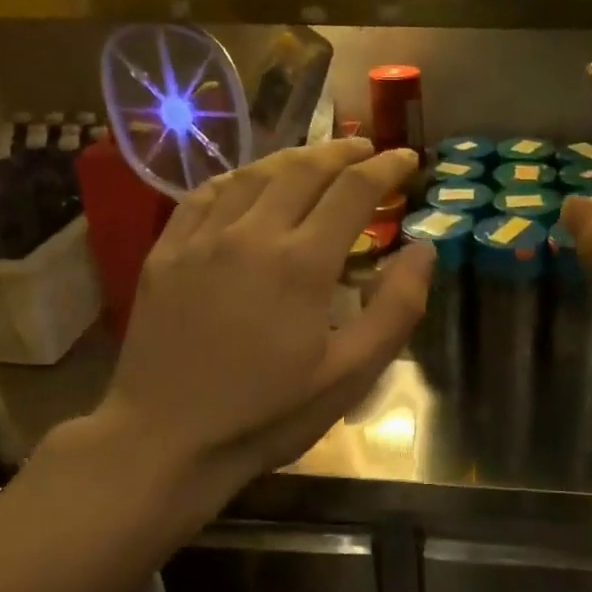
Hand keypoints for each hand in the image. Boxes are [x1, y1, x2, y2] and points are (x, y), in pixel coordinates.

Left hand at [82, 138, 432, 505]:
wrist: (166, 440)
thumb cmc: (268, 414)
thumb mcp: (350, 375)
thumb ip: (396, 309)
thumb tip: (425, 251)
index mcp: (302, 263)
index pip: (353, 191)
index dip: (386, 168)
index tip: (407, 158)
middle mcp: (252, 234)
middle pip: (304, 170)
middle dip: (343, 152)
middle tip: (368, 150)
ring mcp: (202, 239)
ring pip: (254, 174)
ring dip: (293, 158)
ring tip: (318, 158)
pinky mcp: (167, 252)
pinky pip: (205, 194)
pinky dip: (238, 178)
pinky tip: (249, 182)